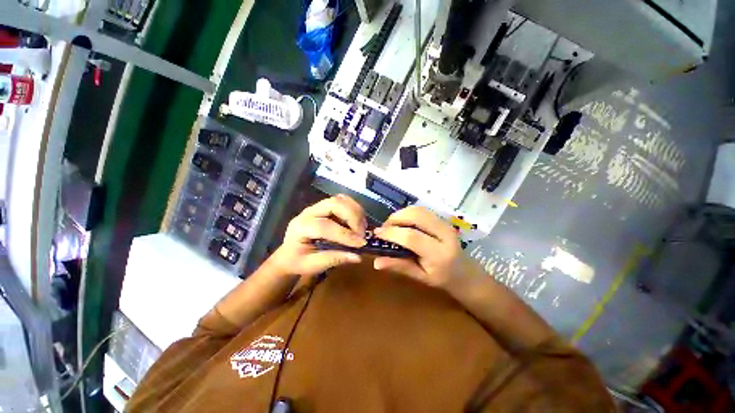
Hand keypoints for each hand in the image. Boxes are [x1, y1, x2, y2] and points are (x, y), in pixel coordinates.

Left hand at [269, 194, 366, 277]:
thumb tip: (357, 257)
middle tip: (362, 234)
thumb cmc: (298, 261)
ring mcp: (317, 206)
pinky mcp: (326, 206)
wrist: (289, 253)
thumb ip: (334, 259)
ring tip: (362, 228)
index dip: (345, 234)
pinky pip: (343, 201)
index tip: (361, 243)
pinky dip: (354, 208)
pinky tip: (358, 221)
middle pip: (334, 204)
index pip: (325, 225)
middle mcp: (308, 212)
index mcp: (300, 227)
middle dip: (353, 217)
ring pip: (340, 200)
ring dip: (356, 212)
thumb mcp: (313, 265)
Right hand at [373, 206, 475, 287]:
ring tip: (391, 225)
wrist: (464, 271)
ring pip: (418, 210)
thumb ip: (399, 267)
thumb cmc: (441, 278)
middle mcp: (444, 234)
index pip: (412, 237)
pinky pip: (421, 210)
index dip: (392, 233)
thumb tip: (376, 262)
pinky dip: (407, 213)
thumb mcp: (420, 277)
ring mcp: (445, 223)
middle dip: (395, 219)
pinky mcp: (442, 219)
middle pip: (416, 216)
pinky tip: (401, 222)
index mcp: (439, 254)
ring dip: (400, 214)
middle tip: (384, 228)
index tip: (377, 234)